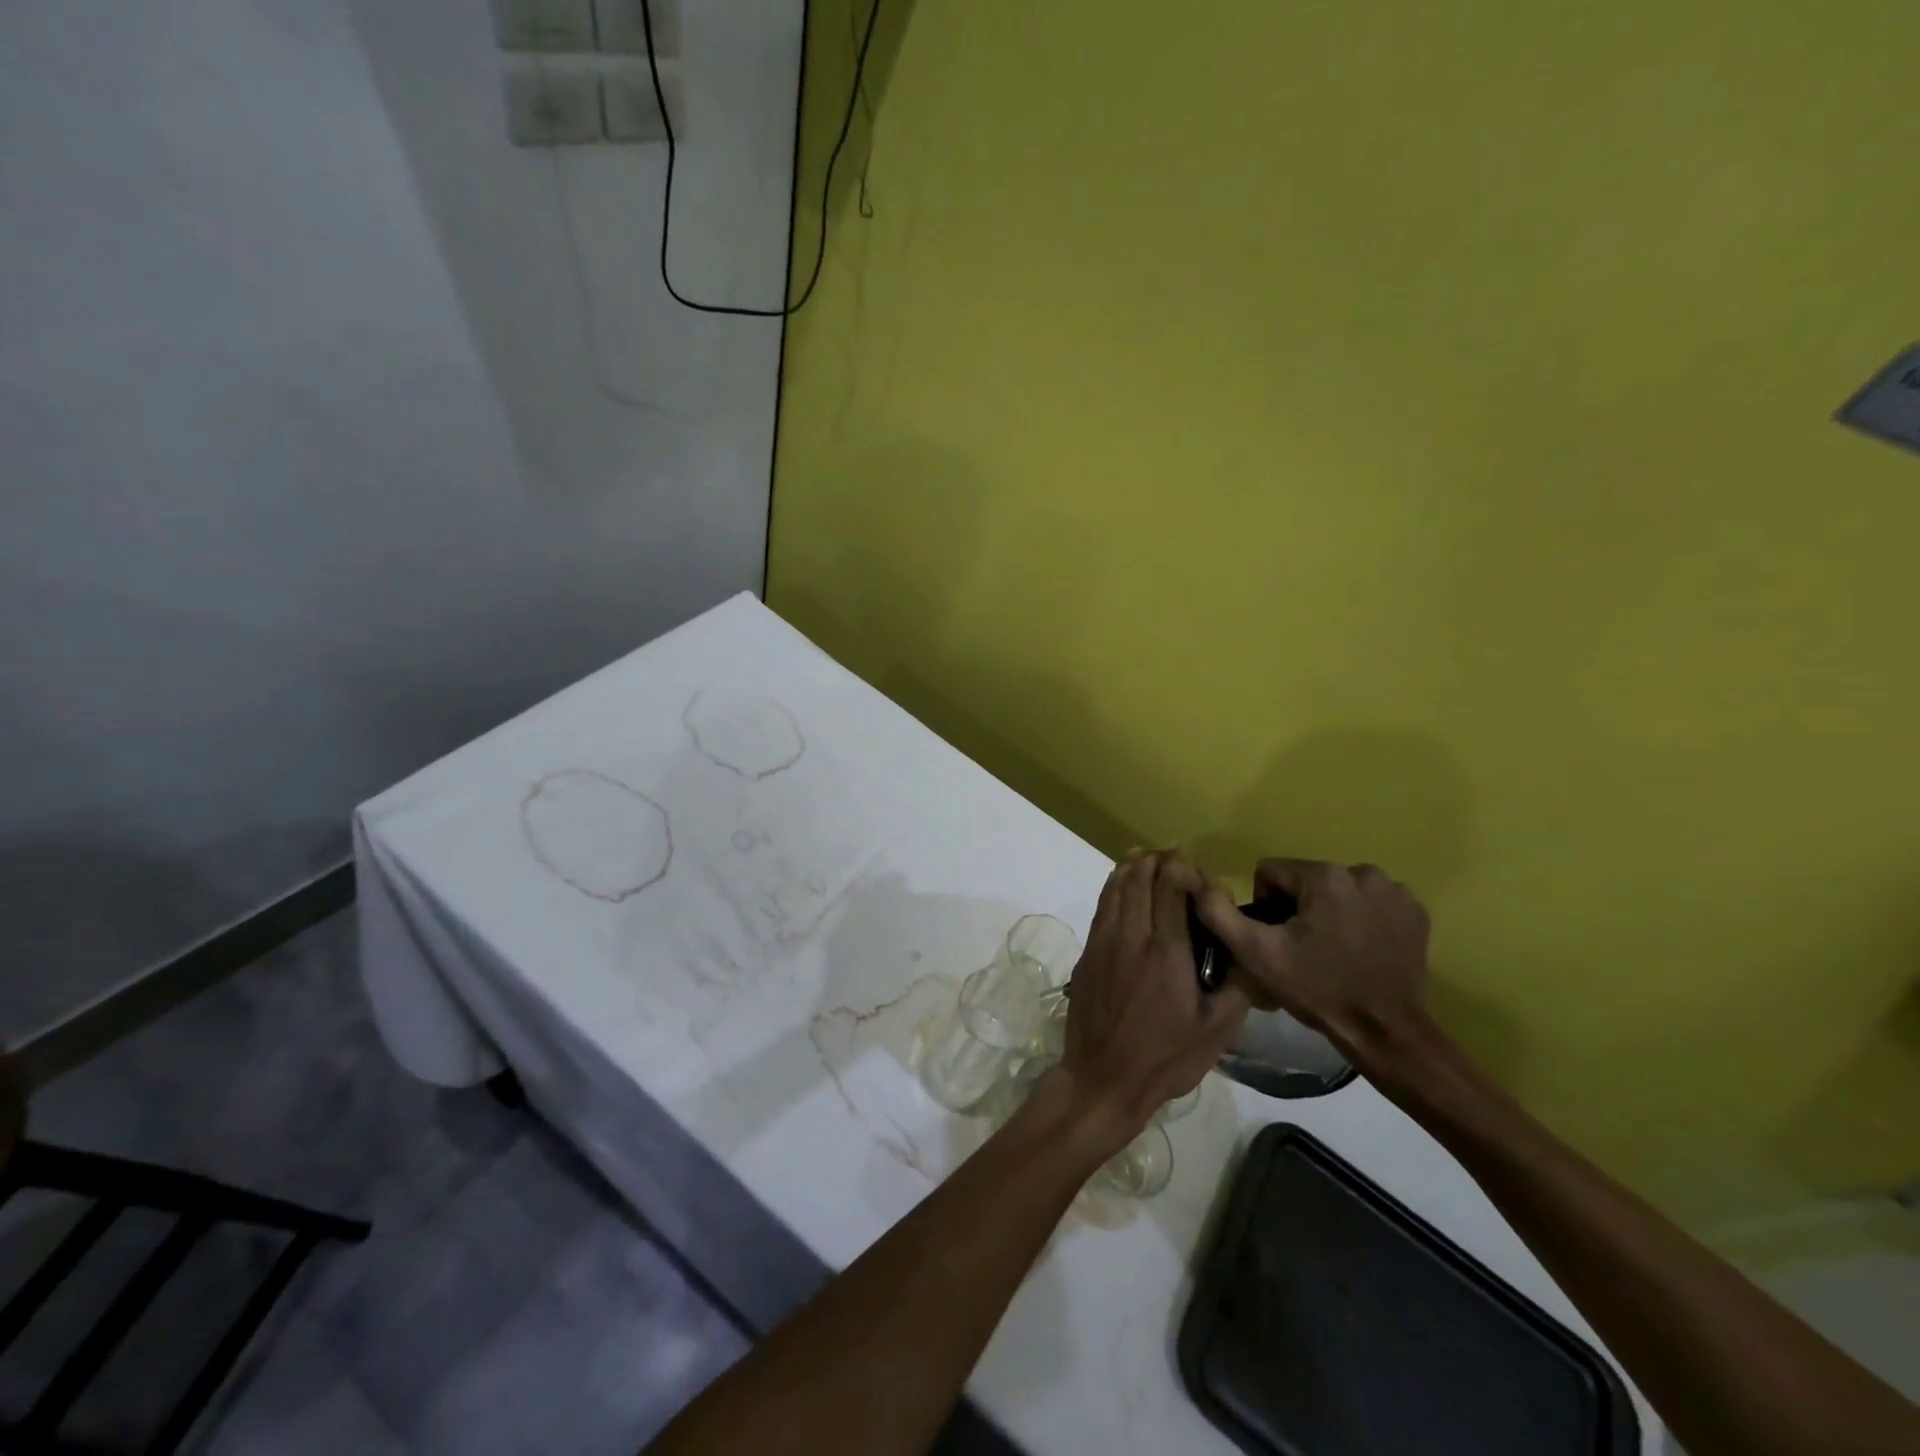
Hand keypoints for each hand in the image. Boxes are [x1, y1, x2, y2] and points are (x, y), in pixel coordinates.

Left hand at [1055, 850, 1250, 1146]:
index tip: (1195, 867)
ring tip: (1147, 859)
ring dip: (1132, 867)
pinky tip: (1123, 887)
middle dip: (1157, 859)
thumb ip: (1240, 987)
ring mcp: (1103, 942)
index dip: (1181, 867)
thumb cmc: (1164, 1059)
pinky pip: (1102, 906)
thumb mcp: (1217, 1031)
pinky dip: (1113, 887)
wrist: (1102, 1079)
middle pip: (1139, 878)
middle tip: (1173, 856)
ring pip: (1115, 887)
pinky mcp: (1087, 953)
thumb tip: (1255, 953)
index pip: (1170, 887)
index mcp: (1166, 950)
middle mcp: (1131, 936)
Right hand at [1193, 858, 1432, 1068]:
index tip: (1279, 940)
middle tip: (1305, 949)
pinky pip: (1370, 901)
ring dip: (1329, 911)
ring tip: (1334, 950)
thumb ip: (1220, 913)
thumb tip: (1201, 882)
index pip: (1271, 872)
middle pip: (1306, 880)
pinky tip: (1362, 949)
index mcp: (1324, 876)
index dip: (1266, 907)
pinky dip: (1362, 918)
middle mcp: (1363, 872)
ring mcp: (1395, 891)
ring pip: (1337, 889)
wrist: (1386, 1031)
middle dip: (1298, 908)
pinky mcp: (1415, 910)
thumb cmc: (1318, 990)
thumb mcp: (1257, 955)